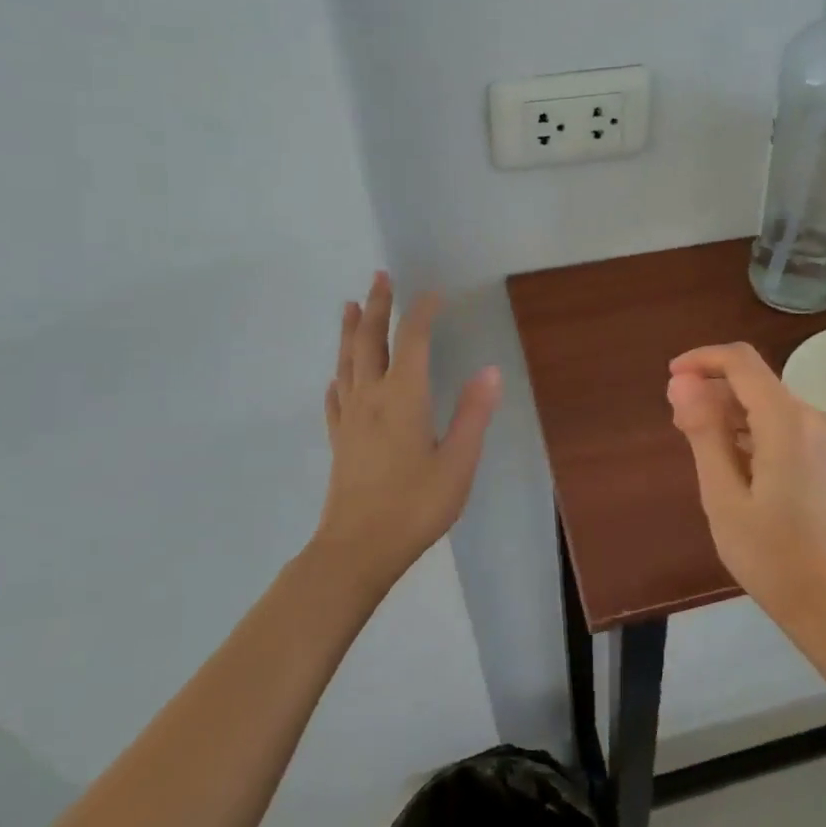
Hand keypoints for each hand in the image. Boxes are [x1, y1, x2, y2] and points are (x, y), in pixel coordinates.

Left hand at [317, 273, 500, 587]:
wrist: (357, 549)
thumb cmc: (415, 505)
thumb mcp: (458, 462)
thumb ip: (473, 413)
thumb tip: (490, 370)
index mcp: (404, 397)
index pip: (414, 341)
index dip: (422, 313)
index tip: (433, 293)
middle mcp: (372, 398)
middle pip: (371, 341)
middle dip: (377, 307)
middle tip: (380, 277)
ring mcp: (349, 418)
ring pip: (347, 362)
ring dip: (351, 331)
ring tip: (350, 306)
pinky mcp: (339, 440)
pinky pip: (335, 397)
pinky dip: (338, 376)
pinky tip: (337, 376)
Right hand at [666, 343, 825, 632]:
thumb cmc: (774, 559)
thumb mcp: (724, 497)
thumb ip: (703, 432)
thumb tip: (682, 382)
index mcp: (789, 422)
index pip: (742, 362)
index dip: (702, 360)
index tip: (670, 379)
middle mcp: (816, 418)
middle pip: (757, 383)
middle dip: (714, 392)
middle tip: (679, 428)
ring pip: (771, 405)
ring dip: (733, 415)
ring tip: (702, 449)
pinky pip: (787, 426)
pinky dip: (756, 432)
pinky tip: (737, 464)